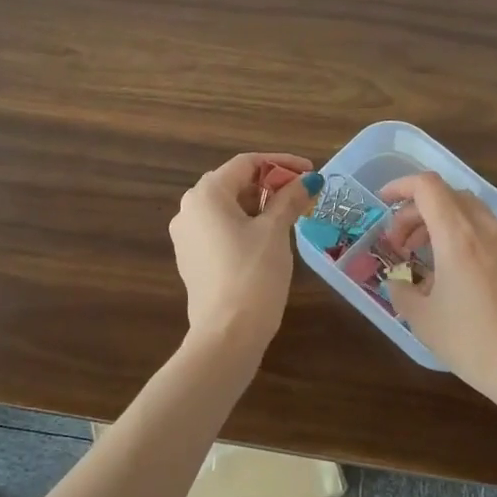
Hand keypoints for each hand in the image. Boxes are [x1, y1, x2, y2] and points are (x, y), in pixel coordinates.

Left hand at [170, 152, 321, 350]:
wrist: (227, 332)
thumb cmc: (253, 273)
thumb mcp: (275, 232)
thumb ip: (290, 200)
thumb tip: (309, 180)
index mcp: (206, 194)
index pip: (246, 164)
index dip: (281, 164)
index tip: (310, 173)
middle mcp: (189, 209)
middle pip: (234, 183)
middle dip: (270, 185)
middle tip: (303, 195)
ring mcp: (186, 236)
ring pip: (227, 208)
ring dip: (259, 205)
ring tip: (291, 216)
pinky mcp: (192, 259)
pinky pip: (219, 230)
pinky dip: (244, 225)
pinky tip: (268, 238)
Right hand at [378, 172, 496, 418]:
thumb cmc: (476, 345)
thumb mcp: (424, 322)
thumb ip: (402, 292)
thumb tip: (399, 281)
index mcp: (458, 238)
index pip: (428, 187)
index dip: (400, 186)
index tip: (382, 204)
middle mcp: (487, 231)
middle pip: (449, 196)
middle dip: (417, 210)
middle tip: (400, 244)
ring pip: (472, 213)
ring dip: (442, 224)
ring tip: (427, 259)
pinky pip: (490, 234)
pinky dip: (465, 239)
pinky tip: (459, 277)